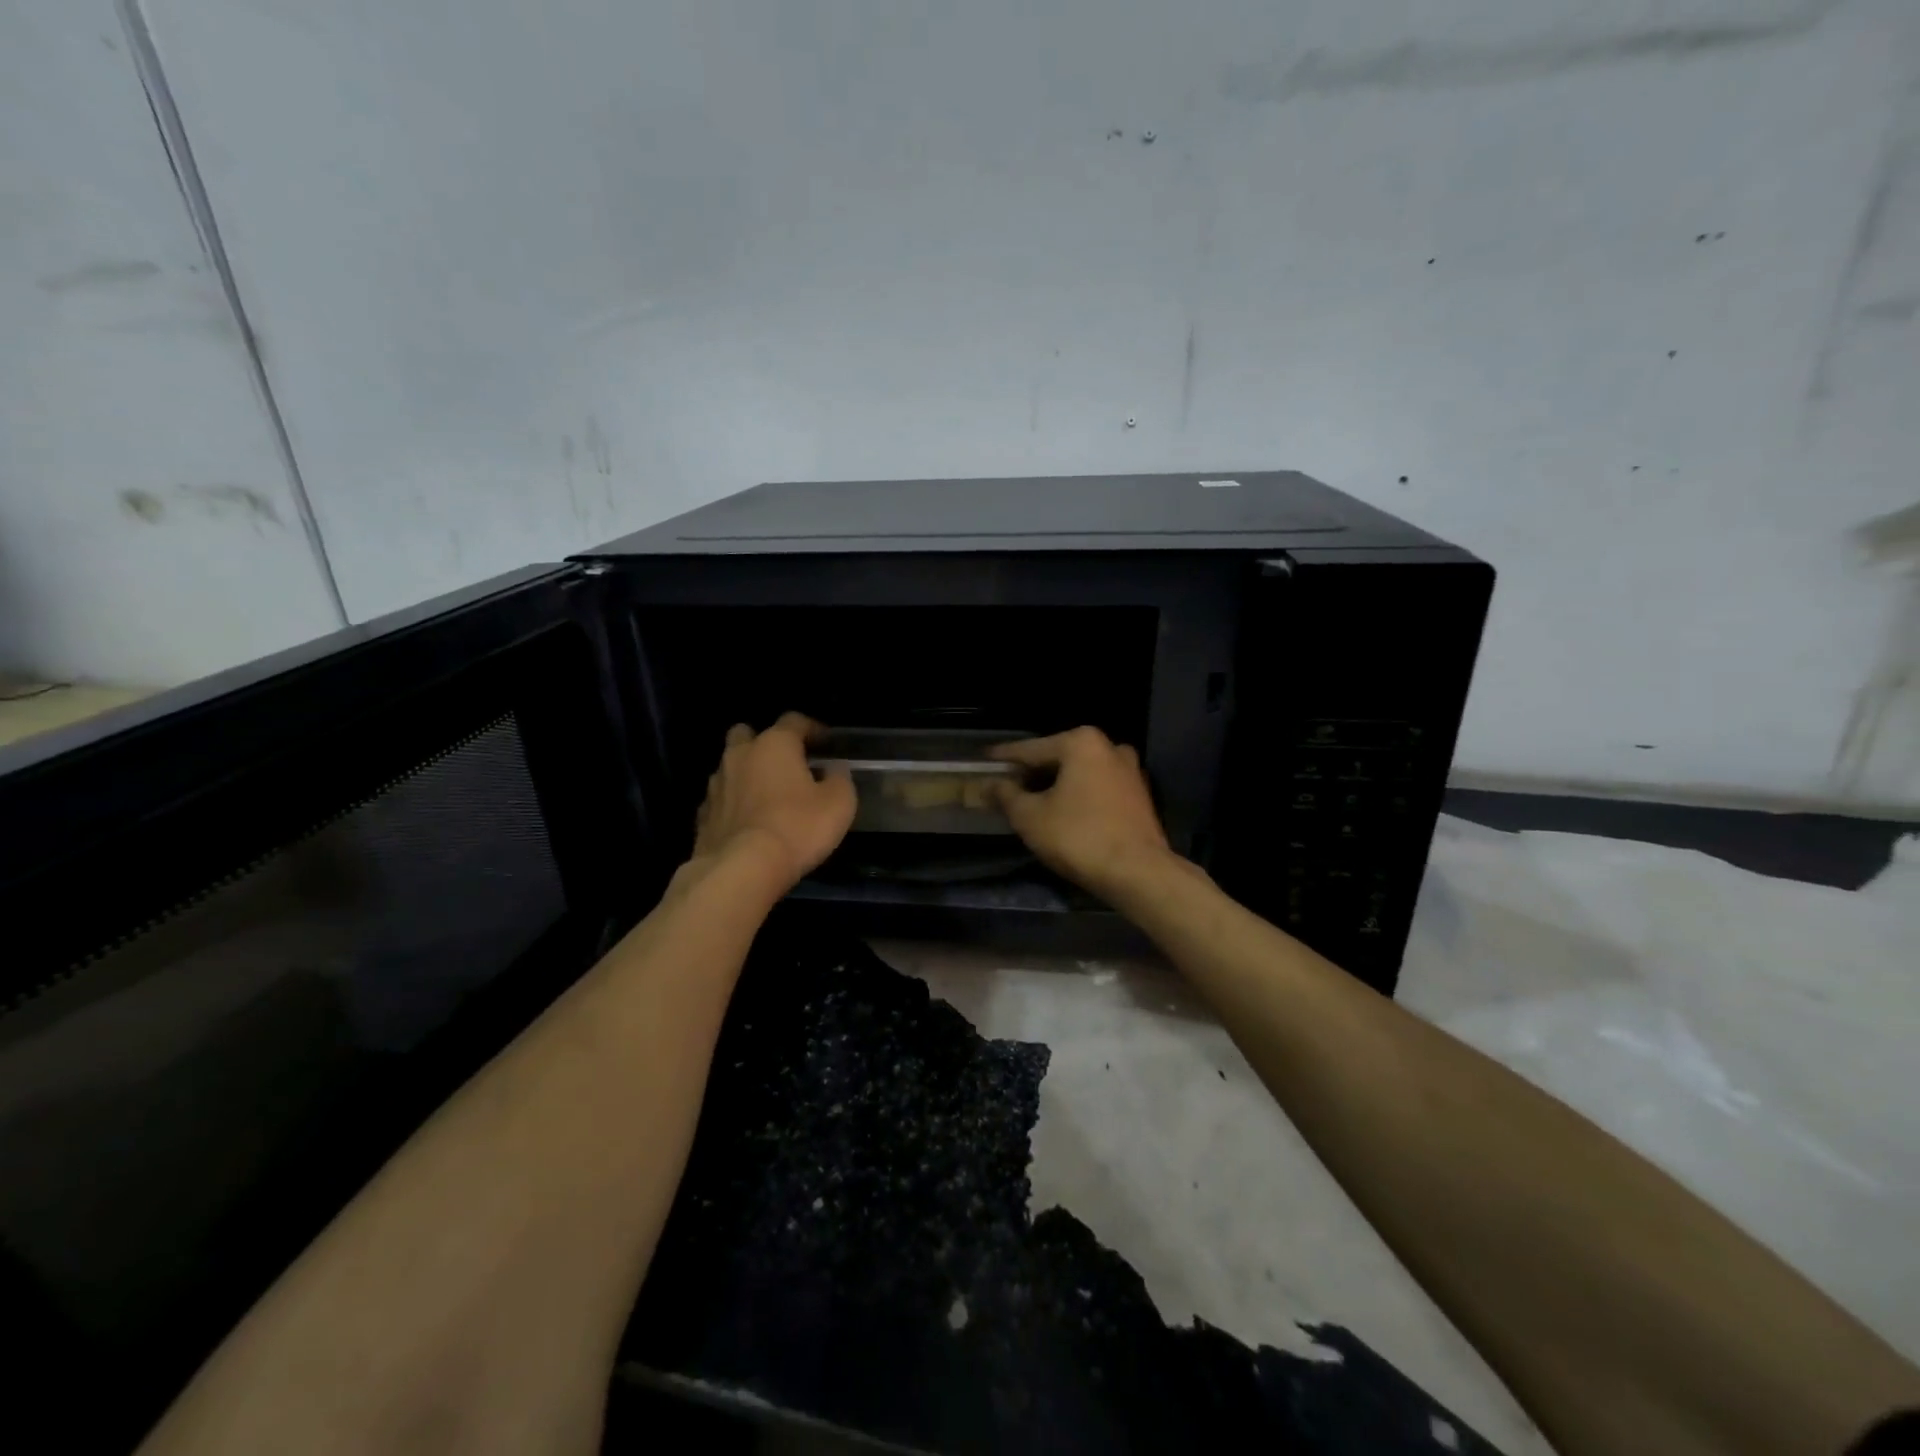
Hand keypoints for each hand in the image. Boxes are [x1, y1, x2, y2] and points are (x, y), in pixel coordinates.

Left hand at [692, 713, 855, 894]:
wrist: (741, 869)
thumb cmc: (797, 827)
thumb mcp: (839, 803)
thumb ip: (840, 778)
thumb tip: (834, 769)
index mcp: (774, 744)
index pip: (794, 721)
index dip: (812, 728)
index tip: (825, 742)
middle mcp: (740, 755)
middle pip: (747, 734)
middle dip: (764, 743)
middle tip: (784, 764)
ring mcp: (716, 785)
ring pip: (730, 767)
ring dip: (746, 775)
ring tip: (765, 797)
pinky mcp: (702, 816)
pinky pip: (720, 800)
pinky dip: (732, 805)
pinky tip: (746, 823)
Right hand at [990, 727, 1172, 899]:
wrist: (1138, 873)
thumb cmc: (1078, 837)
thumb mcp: (1030, 817)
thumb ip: (1006, 795)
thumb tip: (988, 784)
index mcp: (1081, 742)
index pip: (1030, 749)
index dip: (1004, 758)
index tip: (984, 761)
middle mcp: (1109, 746)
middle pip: (1057, 757)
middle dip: (1031, 772)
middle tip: (1004, 785)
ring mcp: (1129, 770)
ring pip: (1079, 773)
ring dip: (1055, 784)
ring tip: (1030, 800)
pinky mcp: (1139, 795)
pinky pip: (1097, 788)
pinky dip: (1077, 795)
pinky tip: (1062, 812)